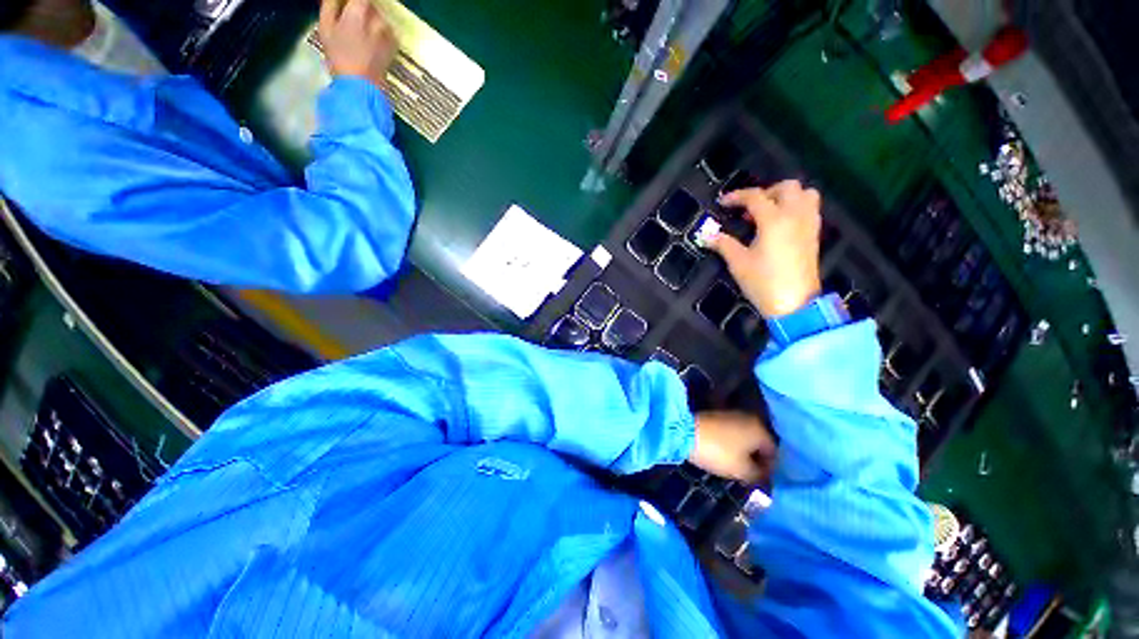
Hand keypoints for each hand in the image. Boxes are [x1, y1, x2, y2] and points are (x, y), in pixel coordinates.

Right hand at [318, 0, 398, 87]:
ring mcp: (388, 32)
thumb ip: (330, 4)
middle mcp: (377, 18)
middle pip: (369, 4)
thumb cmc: (339, 56)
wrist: (361, 85)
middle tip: (350, 18)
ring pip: (378, 18)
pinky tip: (371, 43)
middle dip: (360, 8)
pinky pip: (386, 31)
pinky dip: (379, 32)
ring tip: (360, 34)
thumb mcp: (325, 27)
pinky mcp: (394, 45)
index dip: (353, 1)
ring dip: (370, 20)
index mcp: (359, 10)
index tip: (346, 5)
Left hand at [689, 411, 776, 483]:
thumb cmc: (718, 451)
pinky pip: (731, 433)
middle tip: (750, 476)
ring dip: (743, 452)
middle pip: (759, 443)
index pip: (774, 452)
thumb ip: (758, 476)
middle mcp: (749, 418)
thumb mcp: (742, 470)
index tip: (761, 483)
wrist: (685, 431)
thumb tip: (764, 477)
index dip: (769, 470)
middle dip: (756, 460)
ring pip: (744, 438)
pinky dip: (732, 445)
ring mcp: (731, 415)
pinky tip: (725, 455)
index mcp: (760, 429)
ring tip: (737, 468)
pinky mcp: (716, 416)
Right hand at [710, 180, 822, 317]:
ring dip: (786, 196)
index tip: (723, 203)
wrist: (794, 304)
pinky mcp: (814, 236)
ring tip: (768, 212)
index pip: (755, 197)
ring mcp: (809, 225)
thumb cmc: (763, 282)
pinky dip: (796, 207)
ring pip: (805, 194)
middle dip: (766, 192)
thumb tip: (707, 236)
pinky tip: (781, 224)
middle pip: (787, 187)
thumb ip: (723, 244)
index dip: (737, 196)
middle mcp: (795, 216)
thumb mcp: (738, 263)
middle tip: (749, 208)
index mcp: (774, 220)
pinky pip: (810, 209)